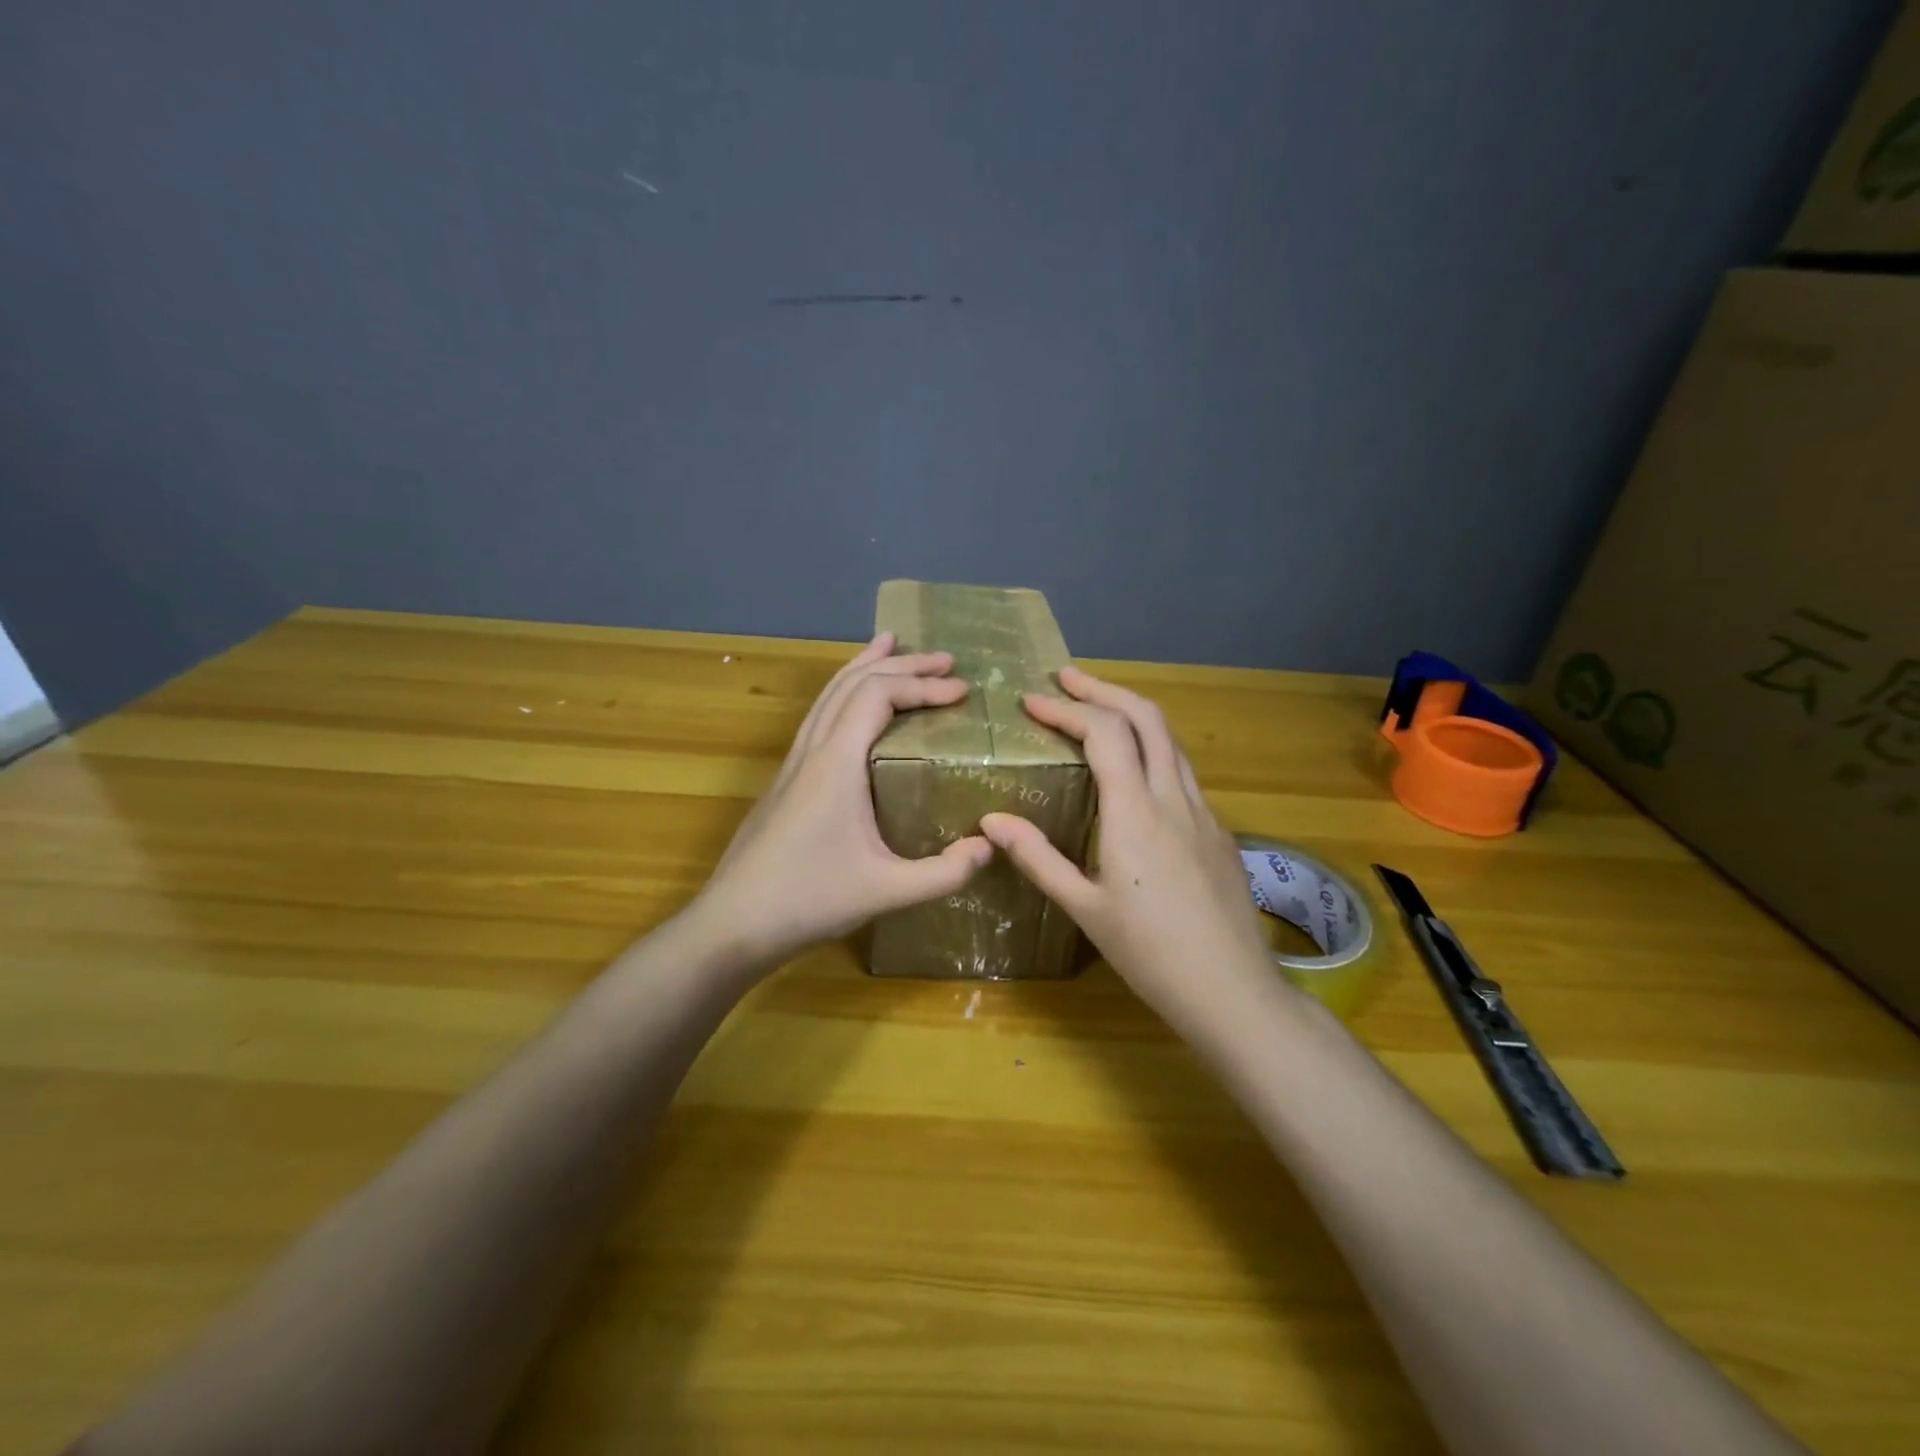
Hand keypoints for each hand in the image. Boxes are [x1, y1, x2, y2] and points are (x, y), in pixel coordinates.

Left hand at [689, 632, 993, 969]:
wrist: (733, 923)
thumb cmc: (809, 901)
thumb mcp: (887, 892)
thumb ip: (944, 873)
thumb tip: (990, 846)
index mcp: (836, 762)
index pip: (879, 695)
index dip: (923, 685)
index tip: (963, 691)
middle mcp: (812, 749)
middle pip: (854, 682)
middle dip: (902, 664)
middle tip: (945, 660)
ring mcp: (793, 761)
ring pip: (829, 693)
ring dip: (865, 666)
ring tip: (893, 645)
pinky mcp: (786, 778)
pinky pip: (818, 715)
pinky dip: (844, 692)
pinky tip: (854, 705)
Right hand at [979, 667, 1279, 1032]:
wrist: (1232, 991)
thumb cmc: (1149, 954)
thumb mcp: (1084, 908)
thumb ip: (1037, 858)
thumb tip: (990, 821)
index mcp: (1136, 812)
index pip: (1104, 733)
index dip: (1066, 709)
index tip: (1032, 701)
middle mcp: (1174, 797)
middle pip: (1146, 716)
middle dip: (1103, 689)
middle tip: (1066, 679)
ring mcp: (1203, 811)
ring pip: (1171, 739)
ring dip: (1132, 714)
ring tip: (1097, 711)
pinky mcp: (1219, 830)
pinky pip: (1182, 770)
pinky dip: (1152, 748)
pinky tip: (1134, 772)